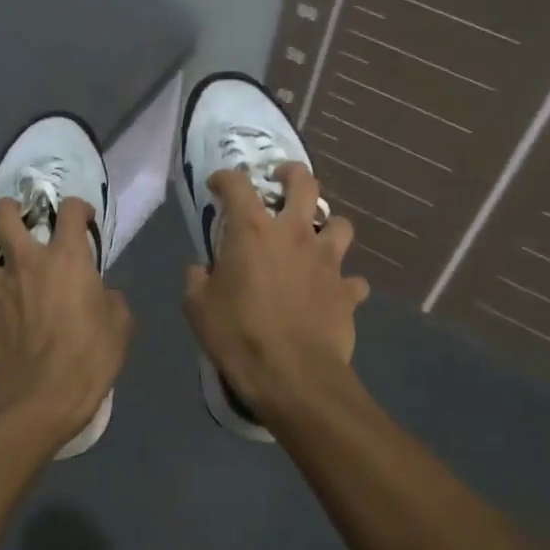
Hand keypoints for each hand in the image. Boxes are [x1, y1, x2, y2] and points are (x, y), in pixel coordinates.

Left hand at [0, 197, 130, 448]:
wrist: (40, 402)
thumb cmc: (88, 359)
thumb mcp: (120, 326)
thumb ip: (110, 301)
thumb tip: (102, 295)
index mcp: (65, 259)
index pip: (70, 211)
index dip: (77, 208)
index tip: (81, 218)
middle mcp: (24, 264)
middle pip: (1, 215)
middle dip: (7, 211)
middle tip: (16, 223)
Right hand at [182, 163, 369, 427]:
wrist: (293, 375)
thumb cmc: (238, 334)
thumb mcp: (197, 308)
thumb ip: (197, 279)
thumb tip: (201, 270)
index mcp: (253, 230)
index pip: (237, 183)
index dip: (225, 178)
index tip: (217, 185)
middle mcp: (295, 233)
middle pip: (304, 182)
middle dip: (292, 174)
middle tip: (281, 180)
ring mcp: (327, 260)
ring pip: (341, 224)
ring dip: (327, 226)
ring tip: (315, 238)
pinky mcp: (348, 291)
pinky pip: (352, 280)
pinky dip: (343, 283)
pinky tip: (333, 293)